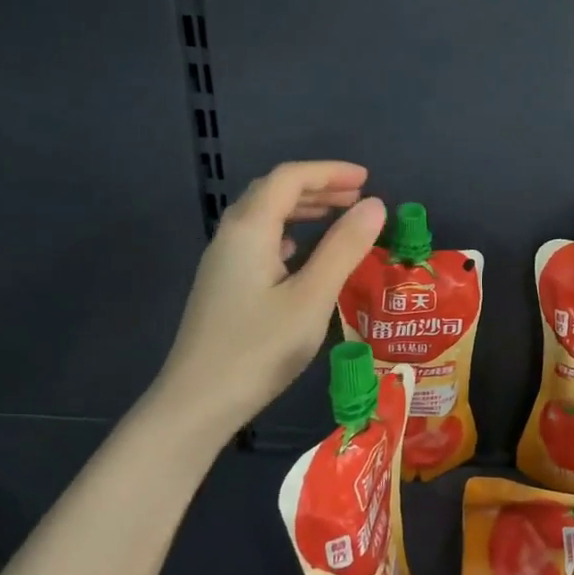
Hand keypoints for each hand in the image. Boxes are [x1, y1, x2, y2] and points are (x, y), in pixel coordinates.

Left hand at [152, 161, 385, 441]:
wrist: (197, 402)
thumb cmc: (259, 348)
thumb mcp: (312, 297)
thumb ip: (344, 248)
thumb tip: (375, 206)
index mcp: (250, 229)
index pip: (289, 179)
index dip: (329, 172)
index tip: (368, 180)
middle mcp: (231, 236)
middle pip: (273, 192)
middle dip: (318, 187)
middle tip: (359, 198)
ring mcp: (223, 262)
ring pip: (264, 216)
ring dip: (303, 209)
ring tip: (339, 218)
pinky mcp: (223, 285)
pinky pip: (259, 241)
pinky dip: (289, 233)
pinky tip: (304, 253)